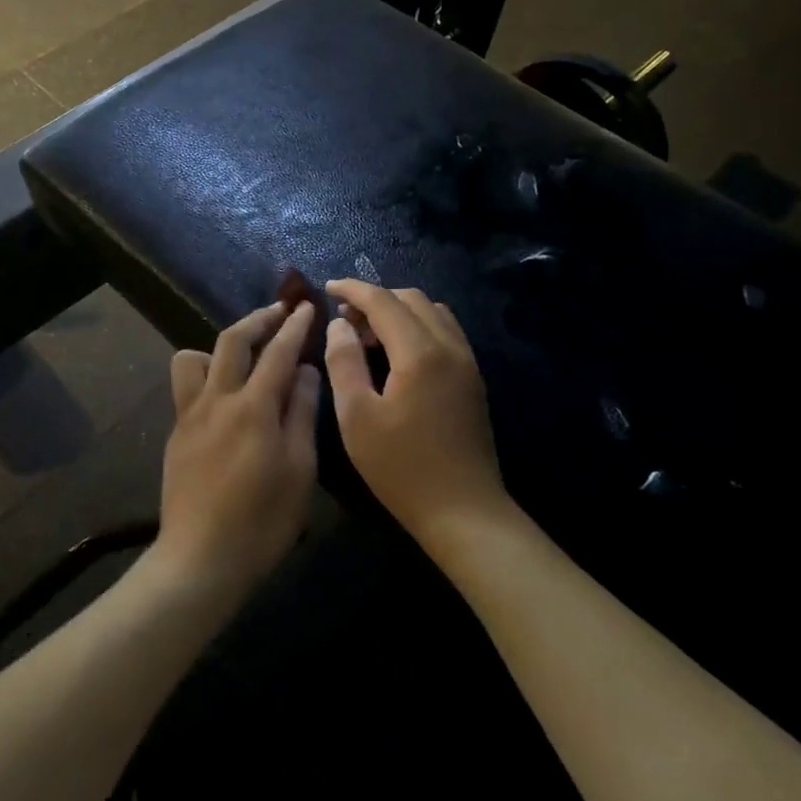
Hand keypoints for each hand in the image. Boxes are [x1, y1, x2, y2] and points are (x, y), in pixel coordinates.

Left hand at [154, 301, 321, 594]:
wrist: (201, 558)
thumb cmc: (263, 519)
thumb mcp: (299, 468)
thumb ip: (301, 412)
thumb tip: (305, 371)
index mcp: (253, 407)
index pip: (278, 352)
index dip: (294, 326)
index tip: (306, 307)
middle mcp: (217, 399)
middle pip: (232, 340)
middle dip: (258, 319)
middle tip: (279, 311)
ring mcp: (190, 414)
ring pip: (194, 356)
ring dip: (220, 345)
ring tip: (243, 356)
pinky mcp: (176, 432)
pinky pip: (187, 386)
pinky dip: (207, 374)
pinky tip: (225, 396)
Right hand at [324, 280, 506, 547]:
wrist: (464, 511)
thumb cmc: (401, 468)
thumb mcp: (357, 417)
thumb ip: (344, 362)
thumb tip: (339, 325)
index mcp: (420, 352)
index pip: (383, 301)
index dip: (353, 290)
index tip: (327, 288)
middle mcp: (449, 346)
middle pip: (411, 299)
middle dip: (375, 299)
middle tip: (344, 320)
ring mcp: (467, 362)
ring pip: (432, 312)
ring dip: (398, 311)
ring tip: (369, 336)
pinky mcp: (473, 379)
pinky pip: (445, 332)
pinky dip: (418, 327)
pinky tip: (398, 355)